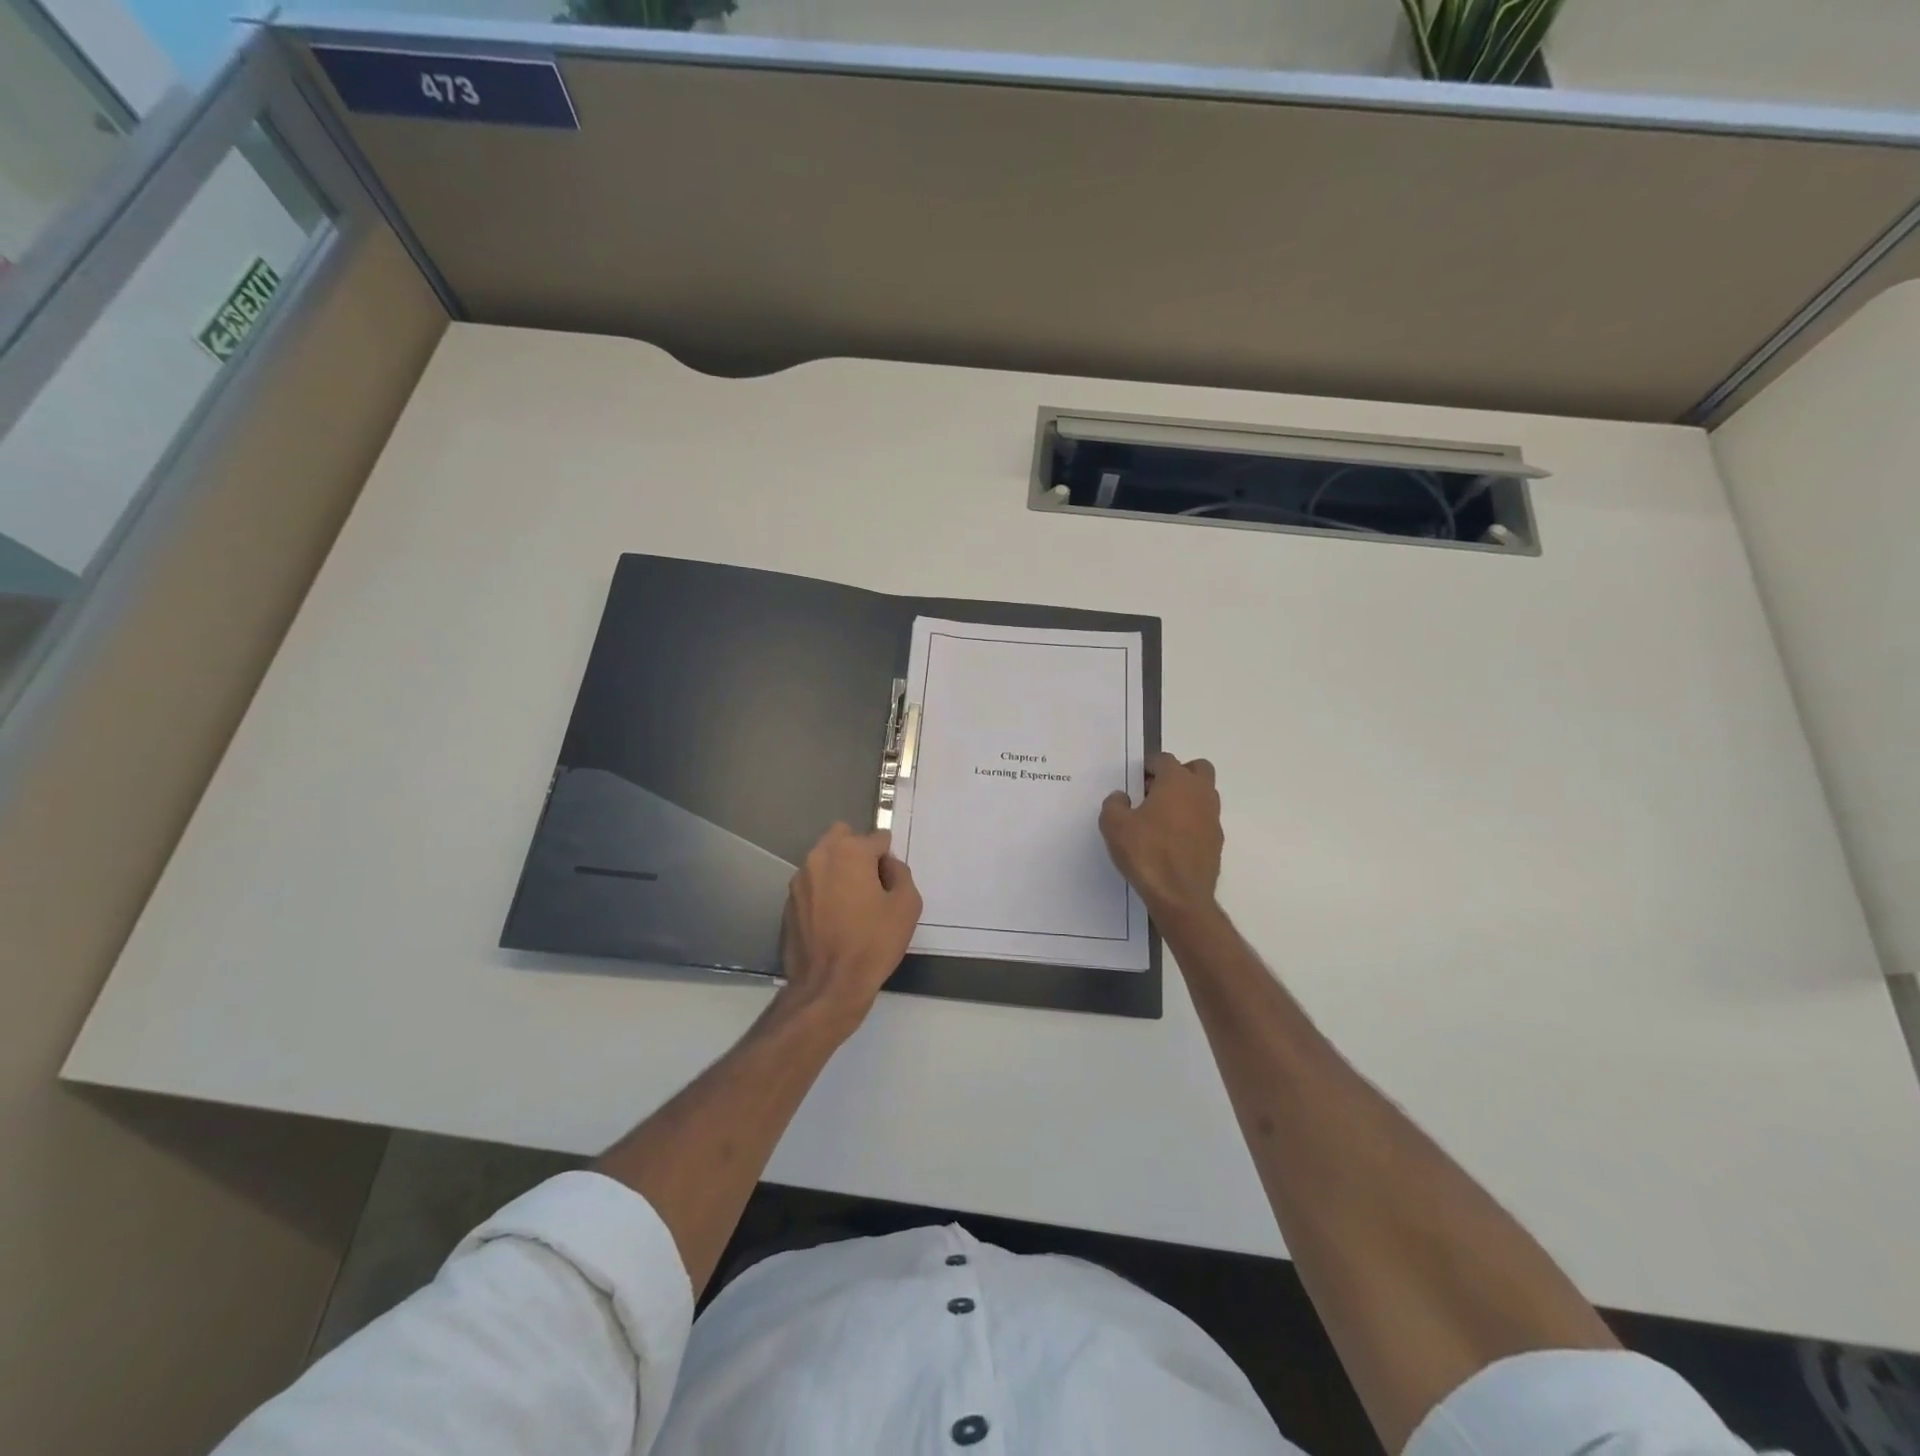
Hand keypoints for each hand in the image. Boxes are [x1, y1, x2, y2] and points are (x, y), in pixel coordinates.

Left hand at [778, 823, 921, 1032]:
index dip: (888, 859)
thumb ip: (900, 874)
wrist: (828, 986)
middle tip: (871, 884)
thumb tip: (887, 866)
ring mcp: (799, 880)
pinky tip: (834, 920)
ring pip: (824, 860)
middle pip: (843, 837)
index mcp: (849, 852)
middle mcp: (819, 857)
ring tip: (852, 905)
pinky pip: (812, 884)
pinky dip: (824, 892)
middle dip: (858, 851)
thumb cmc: (873, 943)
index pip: (878, 838)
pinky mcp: (788, 903)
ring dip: (839, 870)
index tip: (891, 883)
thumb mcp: (907, 906)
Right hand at [1100, 752, 1223, 922]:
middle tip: (1155, 791)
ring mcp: (1213, 818)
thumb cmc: (1146, 852)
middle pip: (1197, 769)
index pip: (1165, 759)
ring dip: (1185, 798)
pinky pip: (1204, 820)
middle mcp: (1200, 794)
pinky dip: (1190, 822)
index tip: (1136, 779)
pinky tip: (1171, 840)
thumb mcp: (1114, 825)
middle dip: (1178, 774)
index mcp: (1177, 782)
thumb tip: (1122, 797)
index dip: (1149, 765)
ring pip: (1203, 795)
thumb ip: (1114, 804)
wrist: (1180, 895)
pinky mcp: (1216, 842)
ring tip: (1160, 818)